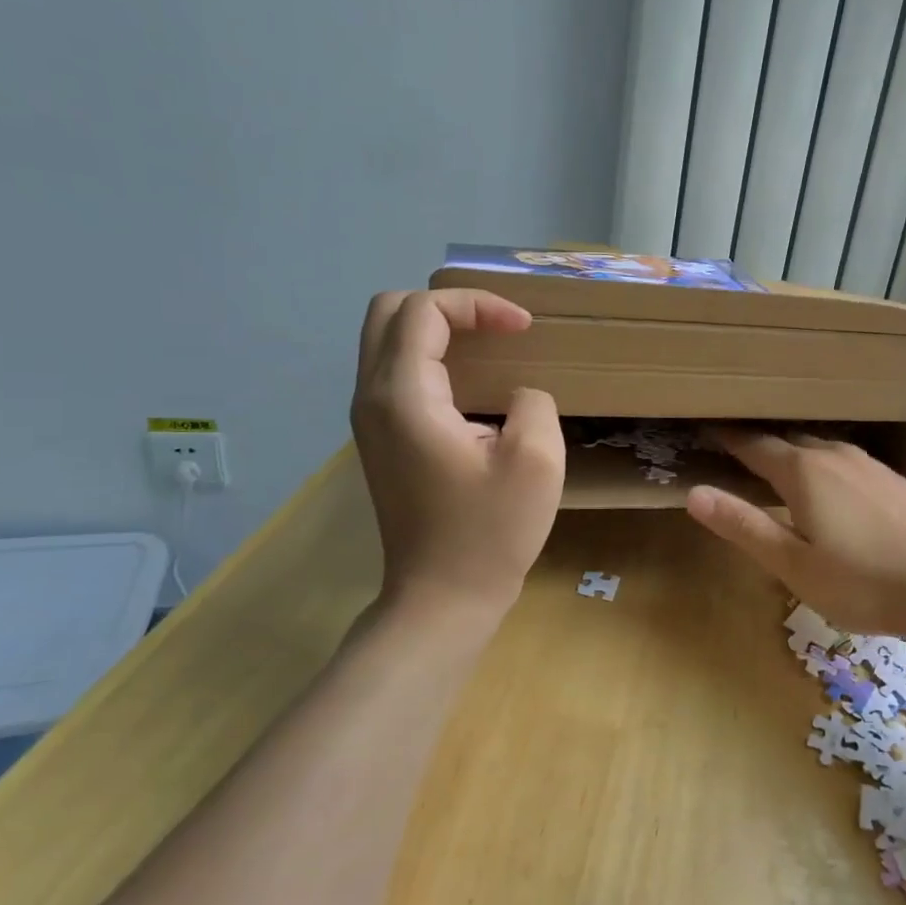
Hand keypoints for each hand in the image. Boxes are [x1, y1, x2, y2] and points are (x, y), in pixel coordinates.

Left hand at [351, 289, 564, 617]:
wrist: (441, 599)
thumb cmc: (489, 533)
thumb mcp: (536, 461)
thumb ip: (532, 403)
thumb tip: (515, 395)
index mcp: (404, 397)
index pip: (424, 310)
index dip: (478, 305)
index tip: (523, 329)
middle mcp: (372, 398)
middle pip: (389, 311)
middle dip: (447, 306)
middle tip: (496, 328)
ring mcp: (368, 420)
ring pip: (386, 340)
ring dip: (436, 330)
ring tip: (487, 346)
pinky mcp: (378, 439)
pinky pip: (394, 372)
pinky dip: (430, 358)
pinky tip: (470, 384)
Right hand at [685, 430, 905, 637]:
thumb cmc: (861, 582)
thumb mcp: (793, 564)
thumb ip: (744, 526)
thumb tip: (694, 493)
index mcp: (803, 472)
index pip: (754, 446)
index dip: (728, 438)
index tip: (707, 428)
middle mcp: (834, 456)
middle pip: (788, 441)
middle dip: (760, 444)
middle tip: (736, 449)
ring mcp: (868, 465)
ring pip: (820, 448)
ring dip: (794, 453)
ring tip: (778, 464)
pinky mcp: (892, 480)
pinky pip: (845, 460)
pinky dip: (824, 465)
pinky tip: (831, 485)